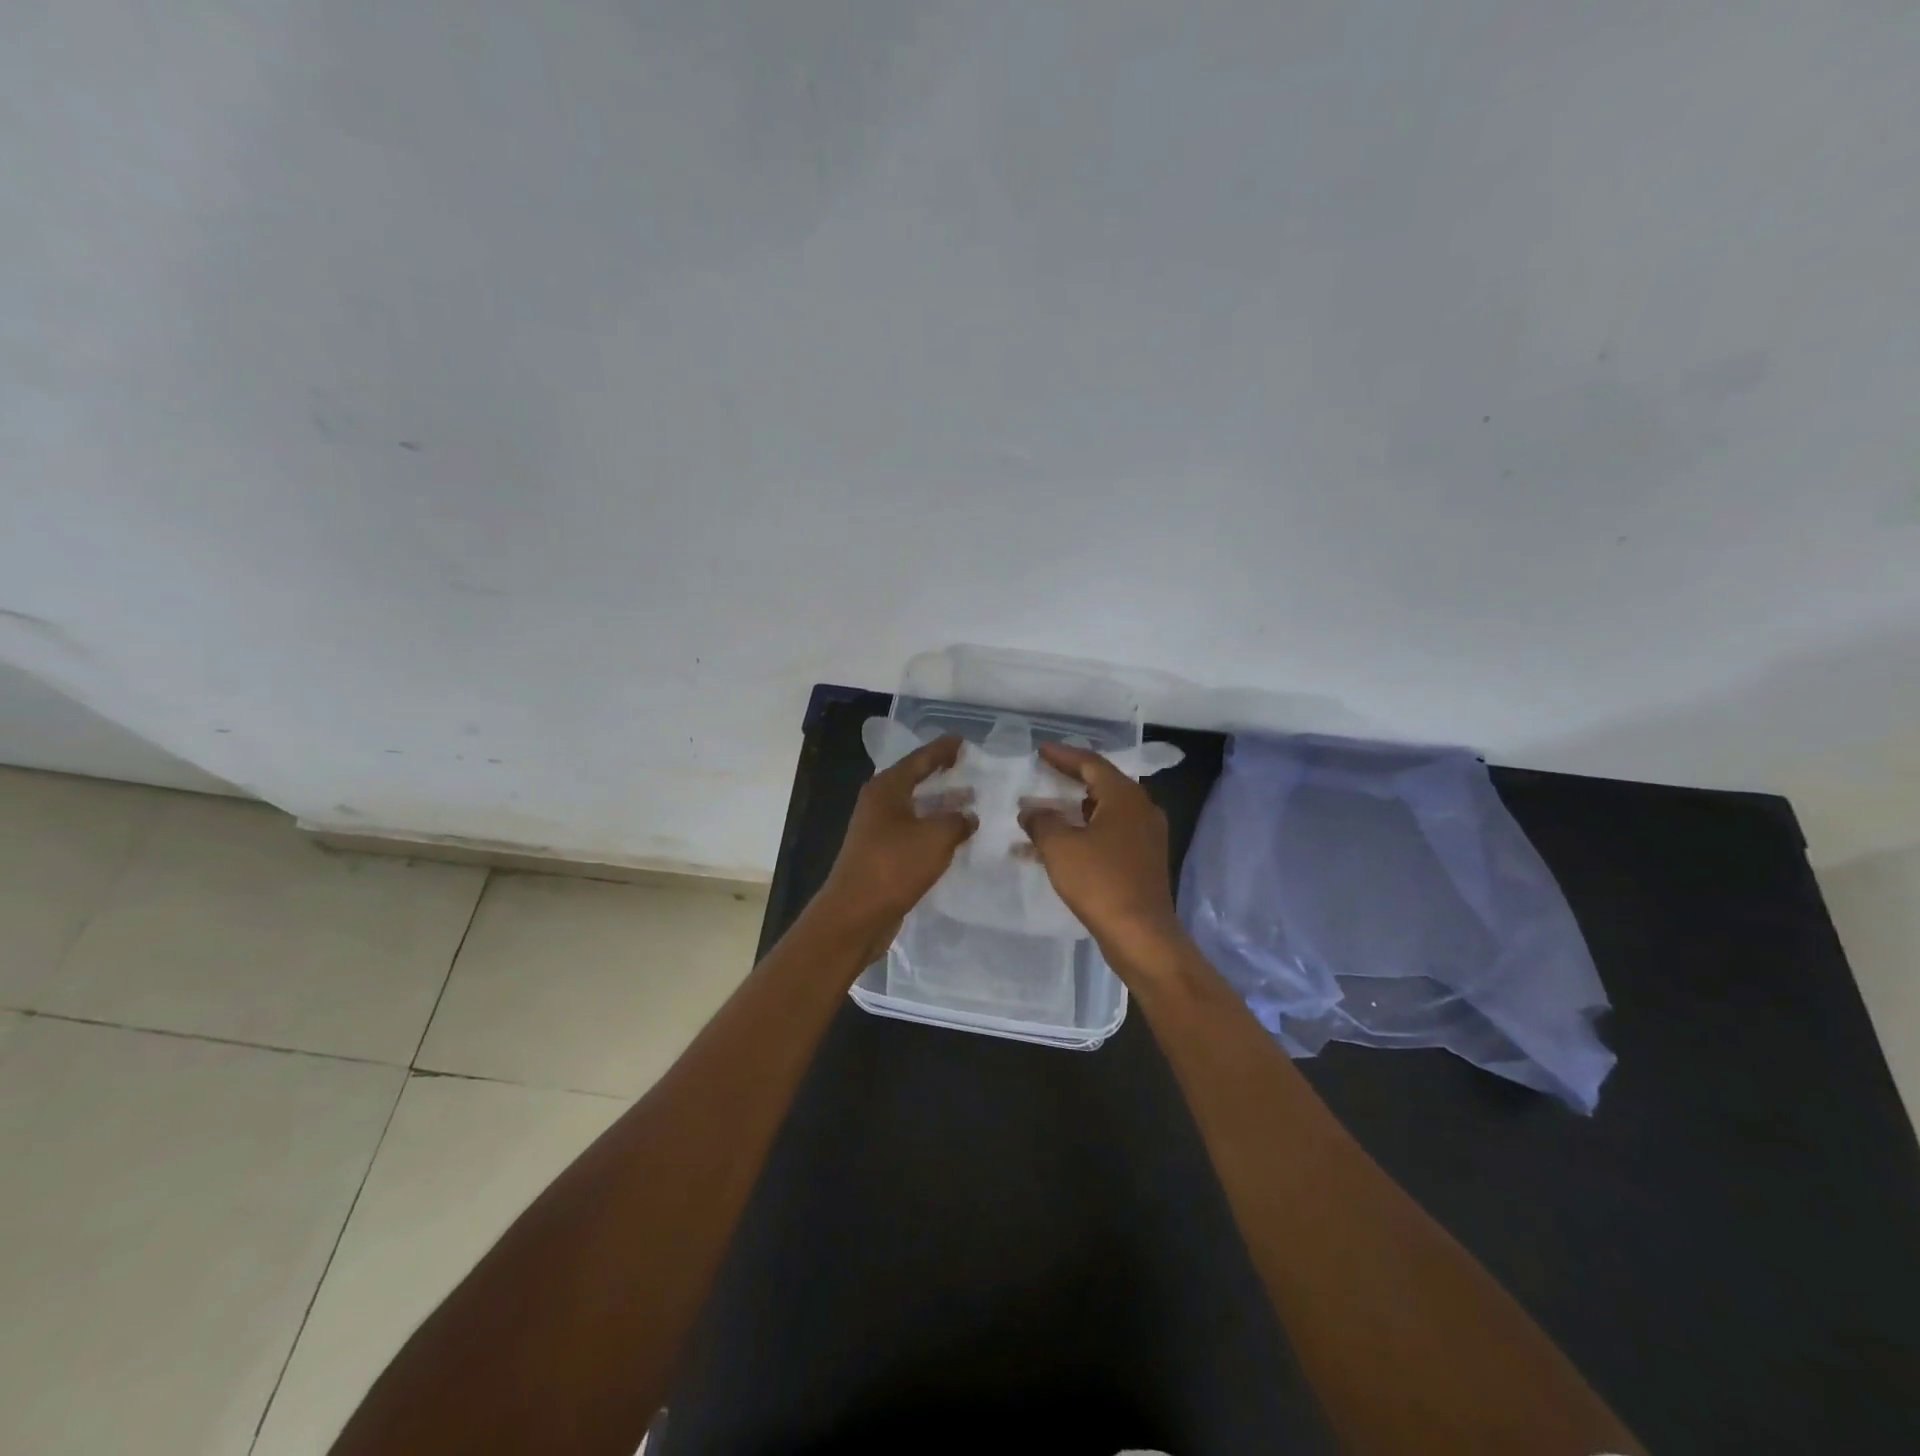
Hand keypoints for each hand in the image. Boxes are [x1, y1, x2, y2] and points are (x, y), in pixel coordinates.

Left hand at [811, 734, 976, 964]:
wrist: (855, 914)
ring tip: (969, 801)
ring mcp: (877, 830)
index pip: (919, 759)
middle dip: (940, 774)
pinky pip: (913, 832)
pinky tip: (953, 836)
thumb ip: (957, 821)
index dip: (941, 749)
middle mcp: (879, 804)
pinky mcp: (881, 855)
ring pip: (914, 808)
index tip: (962, 740)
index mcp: (887, 789)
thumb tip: (968, 816)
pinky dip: (932, 828)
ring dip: (939, 804)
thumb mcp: (935, 837)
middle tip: (966, 766)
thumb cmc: (894, 866)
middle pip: (914, 780)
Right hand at [1018, 742, 1183, 962]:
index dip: (1063, 755)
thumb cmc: (1100, 882)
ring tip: (1044, 811)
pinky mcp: (1143, 860)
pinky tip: (1060, 845)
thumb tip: (1031, 810)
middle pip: (1102, 784)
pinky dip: (1084, 833)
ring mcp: (1146, 836)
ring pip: (1105, 812)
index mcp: (1124, 797)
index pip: (1091, 763)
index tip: (1040, 751)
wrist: (1141, 934)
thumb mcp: (1060, 847)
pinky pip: (1109, 834)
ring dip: (1074, 810)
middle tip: (1043, 774)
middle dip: (1070, 780)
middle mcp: (1141, 809)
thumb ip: (1042, 821)